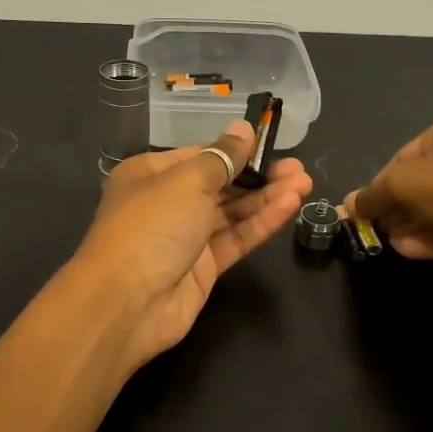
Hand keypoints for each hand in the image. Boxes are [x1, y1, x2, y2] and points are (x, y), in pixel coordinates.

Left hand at [73, 122, 311, 370]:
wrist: (127, 302)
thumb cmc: (151, 225)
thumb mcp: (187, 181)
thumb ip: (221, 157)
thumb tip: (243, 129)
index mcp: (151, 174)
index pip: (200, 156)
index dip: (235, 150)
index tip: (270, 144)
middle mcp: (167, 202)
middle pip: (220, 184)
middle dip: (258, 175)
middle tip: (298, 168)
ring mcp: (186, 237)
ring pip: (232, 212)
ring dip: (267, 197)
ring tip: (305, 183)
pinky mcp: (203, 267)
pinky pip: (236, 238)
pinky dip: (261, 222)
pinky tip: (290, 206)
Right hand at [345, 107, 432, 265]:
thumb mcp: (402, 186)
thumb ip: (373, 195)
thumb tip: (350, 204)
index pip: (405, 155)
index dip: (381, 184)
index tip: (366, 211)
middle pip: (426, 181)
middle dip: (400, 208)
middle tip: (382, 231)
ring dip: (417, 224)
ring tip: (398, 245)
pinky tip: (419, 251)